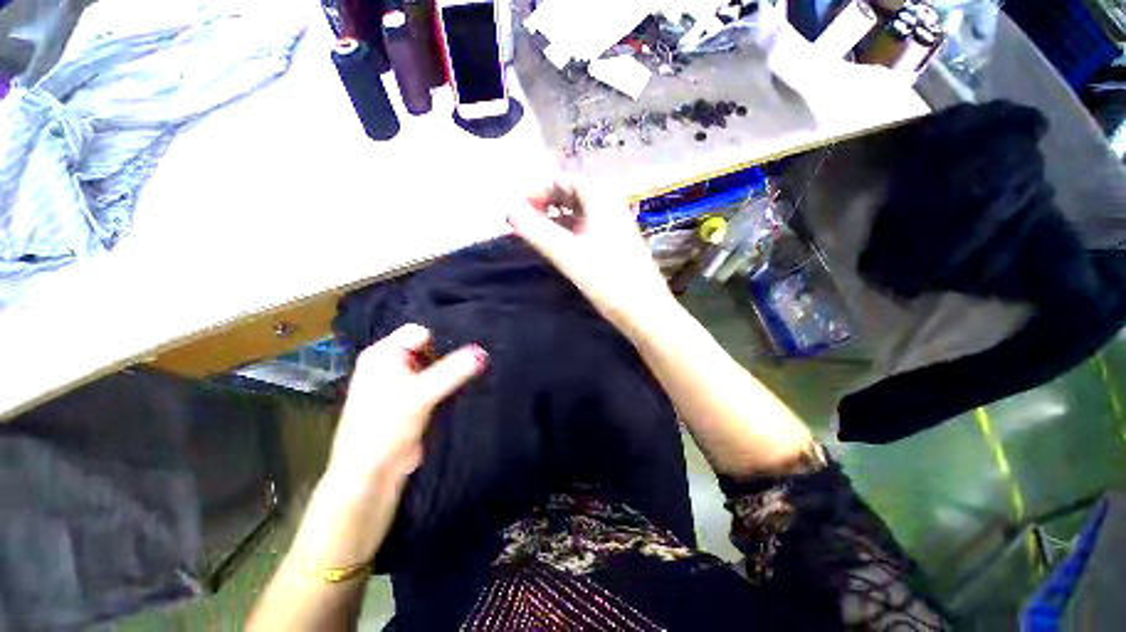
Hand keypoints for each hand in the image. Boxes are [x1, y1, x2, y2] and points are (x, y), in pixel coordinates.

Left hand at [325, 323, 486, 498]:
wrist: (373, 474)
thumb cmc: (384, 427)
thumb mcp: (419, 395)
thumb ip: (452, 371)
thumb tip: (483, 352)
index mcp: (383, 355)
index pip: (419, 332)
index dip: (443, 334)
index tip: (472, 338)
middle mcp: (393, 364)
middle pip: (429, 347)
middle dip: (452, 350)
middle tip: (482, 350)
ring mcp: (406, 382)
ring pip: (437, 365)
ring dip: (455, 367)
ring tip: (482, 364)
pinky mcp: (417, 398)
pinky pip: (439, 381)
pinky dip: (453, 381)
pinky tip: (472, 379)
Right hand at [507, 178, 674, 335]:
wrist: (645, 311)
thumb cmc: (608, 280)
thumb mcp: (568, 255)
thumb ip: (537, 232)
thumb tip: (509, 212)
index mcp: (602, 201)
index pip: (565, 181)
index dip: (539, 190)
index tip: (518, 208)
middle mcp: (610, 208)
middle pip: (573, 195)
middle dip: (546, 203)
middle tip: (524, 220)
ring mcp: (615, 228)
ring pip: (580, 214)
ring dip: (556, 219)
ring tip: (535, 233)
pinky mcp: (615, 246)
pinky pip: (587, 230)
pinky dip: (569, 233)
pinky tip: (558, 246)